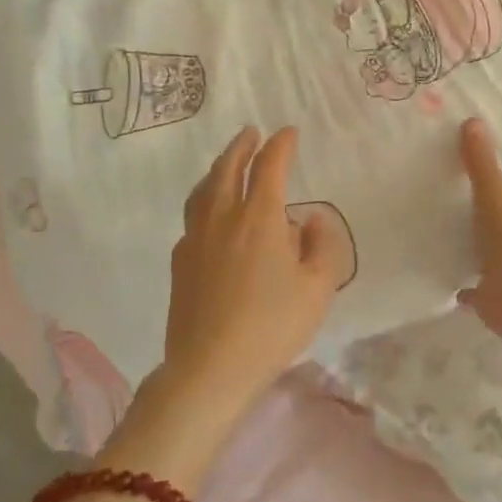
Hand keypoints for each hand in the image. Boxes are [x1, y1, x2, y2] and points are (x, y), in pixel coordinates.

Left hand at [162, 126, 349, 413]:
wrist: (210, 368)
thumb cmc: (272, 326)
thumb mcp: (318, 288)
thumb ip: (321, 246)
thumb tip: (307, 221)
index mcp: (259, 218)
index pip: (269, 167)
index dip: (280, 145)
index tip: (289, 132)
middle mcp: (223, 218)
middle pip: (227, 169)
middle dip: (241, 147)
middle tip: (251, 133)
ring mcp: (195, 239)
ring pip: (203, 190)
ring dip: (217, 169)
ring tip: (227, 164)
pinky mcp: (180, 262)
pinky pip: (193, 217)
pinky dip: (205, 201)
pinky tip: (212, 215)